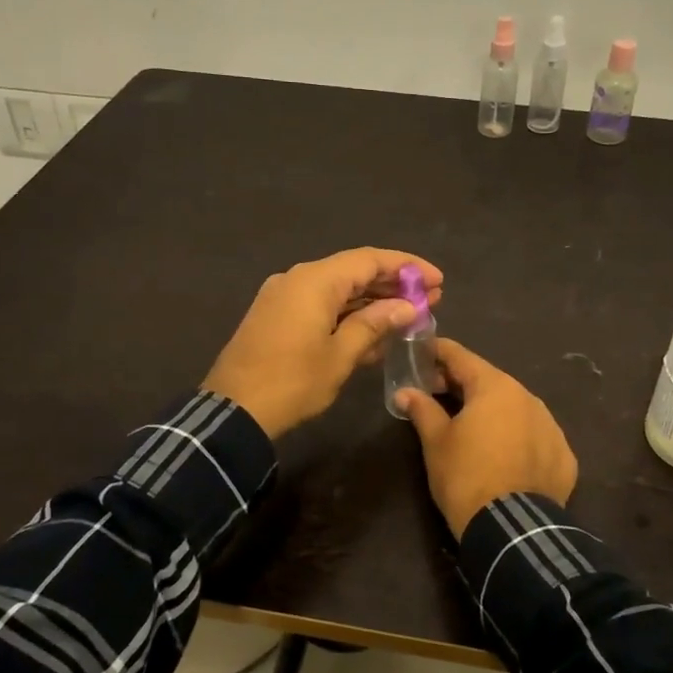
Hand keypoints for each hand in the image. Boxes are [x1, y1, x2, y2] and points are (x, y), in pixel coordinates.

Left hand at [204, 248, 444, 437]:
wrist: (234, 412)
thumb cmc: (293, 382)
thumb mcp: (341, 355)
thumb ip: (375, 324)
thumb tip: (407, 307)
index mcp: (315, 280)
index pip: (370, 260)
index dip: (407, 267)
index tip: (437, 280)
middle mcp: (298, 279)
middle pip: (354, 272)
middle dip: (393, 285)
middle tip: (431, 299)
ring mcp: (284, 297)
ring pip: (338, 291)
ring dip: (373, 302)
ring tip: (409, 317)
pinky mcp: (276, 317)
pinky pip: (320, 307)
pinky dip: (348, 316)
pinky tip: (374, 334)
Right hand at [396, 339, 577, 538]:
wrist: (512, 530)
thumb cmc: (465, 477)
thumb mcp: (436, 442)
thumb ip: (422, 409)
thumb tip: (405, 392)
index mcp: (495, 387)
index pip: (462, 357)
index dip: (439, 352)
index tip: (423, 351)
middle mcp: (528, 398)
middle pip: (490, 382)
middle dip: (462, 384)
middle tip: (436, 392)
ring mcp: (551, 426)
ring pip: (515, 408)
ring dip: (492, 411)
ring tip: (471, 427)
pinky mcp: (564, 455)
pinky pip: (534, 436)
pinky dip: (516, 437)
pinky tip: (502, 454)